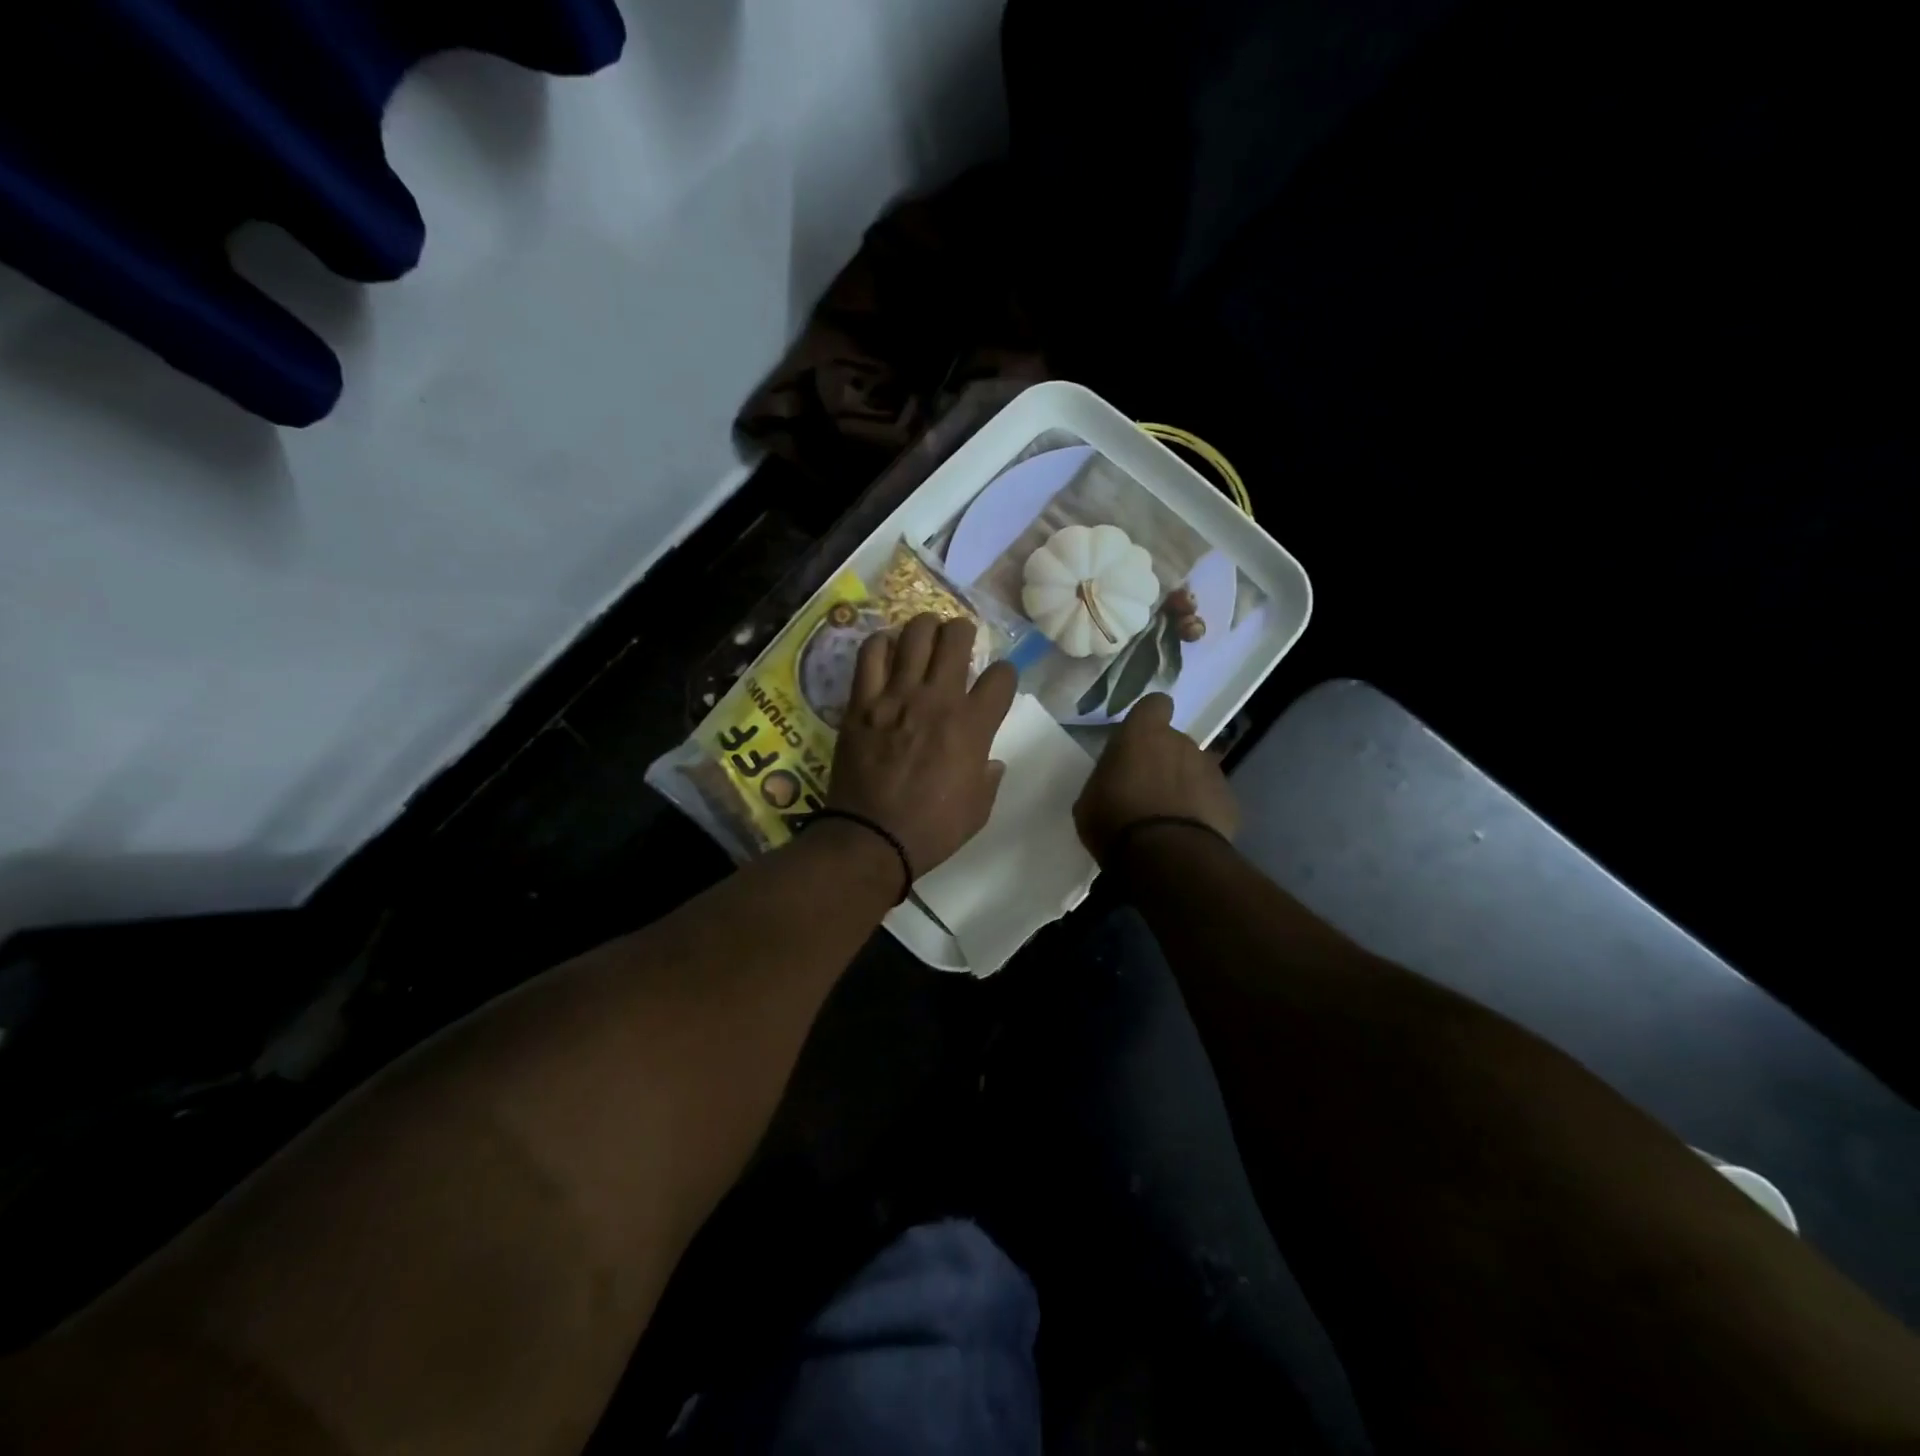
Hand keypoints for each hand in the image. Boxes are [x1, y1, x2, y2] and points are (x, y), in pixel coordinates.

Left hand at [827, 614, 1017, 878]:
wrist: (871, 839)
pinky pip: (871, 653)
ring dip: (925, 628)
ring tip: (925, 636)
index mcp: (973, 726)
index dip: (1004, 675)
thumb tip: (990, 760)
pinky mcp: (861, 702)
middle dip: (963, 632)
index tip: (996, 685)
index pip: (1002, 675)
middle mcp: (937, 700)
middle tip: (958, 643)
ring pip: (915, 634)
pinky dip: (882, 644)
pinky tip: (887, 650)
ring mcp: (896, 696)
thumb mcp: (978, 810)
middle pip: (956, 637)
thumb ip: (989, 777)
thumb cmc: (932, 829)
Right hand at [1074, 692, 1238, 862]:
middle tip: (1146, 790)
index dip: (1148, 719)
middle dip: (1164, 760)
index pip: (1155, 704)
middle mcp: (1182, 743)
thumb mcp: (1090, 799)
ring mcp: (1211, 771)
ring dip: (1184, 786)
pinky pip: (1211, 799)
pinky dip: (1201, 811)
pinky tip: (1186, 835)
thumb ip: (1107, 778)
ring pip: (1195, 770)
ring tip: (1168, 818)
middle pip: (1174, 742)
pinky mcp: (1230, 801)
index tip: (1139, 740)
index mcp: (1143, 734)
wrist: (1166, 858)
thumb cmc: (1115, 821)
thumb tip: (1116, 779)